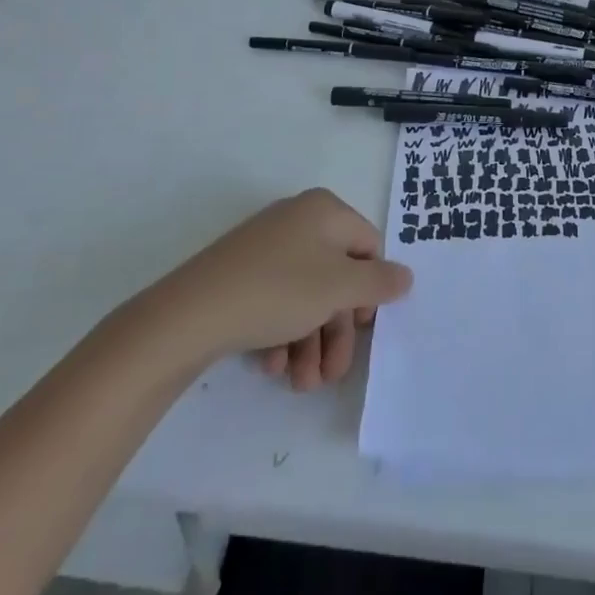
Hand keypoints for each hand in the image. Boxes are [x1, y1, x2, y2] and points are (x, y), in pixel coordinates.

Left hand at [120, 189, 411, 390]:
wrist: (188, 314)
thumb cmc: (278, 290)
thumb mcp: (339, 288)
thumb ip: (380, 282)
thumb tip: (406, 276)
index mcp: (325, 211)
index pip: (368, 245)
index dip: (371, 288)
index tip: (362, 327)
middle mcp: (298, 220)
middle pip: (336, 276)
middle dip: (337, 330)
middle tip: (332, 374)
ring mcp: (266, 246)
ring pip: (306, 294)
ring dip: (311, 341)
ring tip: (300, 384)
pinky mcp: (241, 273)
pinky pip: (277, 299)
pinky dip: (282, 333)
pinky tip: (274, 366)